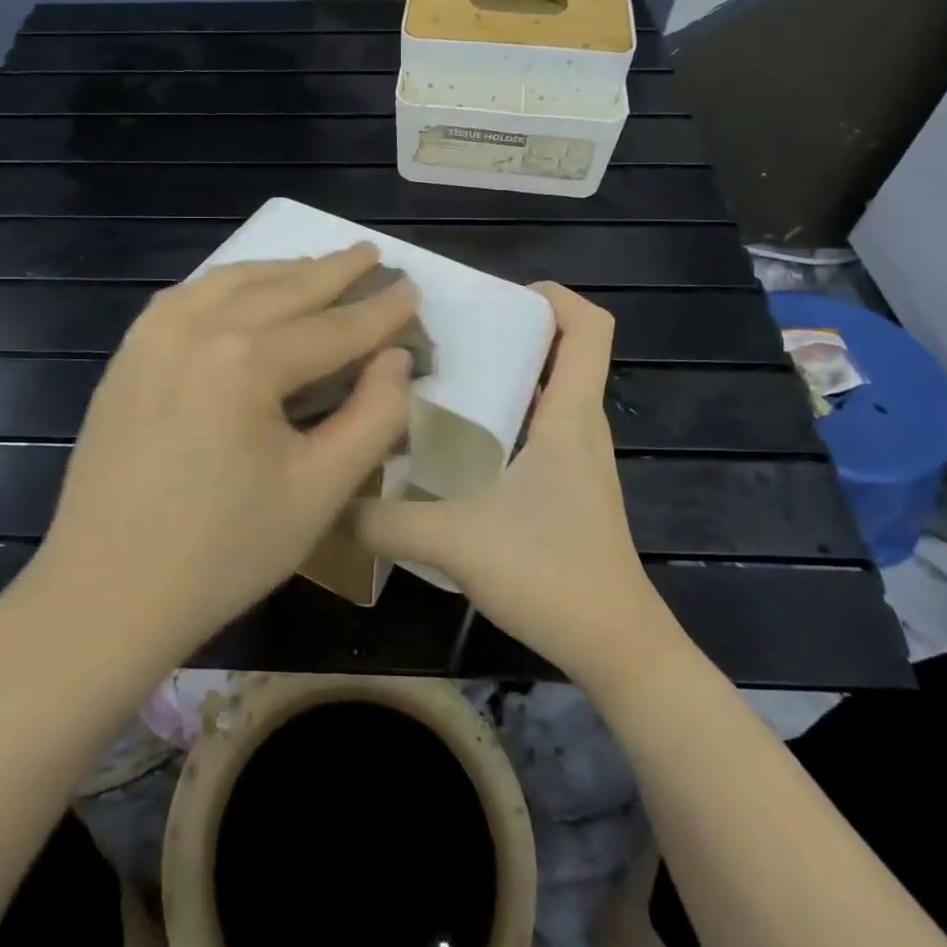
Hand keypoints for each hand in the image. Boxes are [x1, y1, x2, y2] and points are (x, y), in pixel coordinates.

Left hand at [32, 244, 417, 663]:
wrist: (105, 592)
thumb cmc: (223, 552)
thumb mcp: (319, 491)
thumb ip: (373, 417)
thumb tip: (397, 359)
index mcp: (246, 360)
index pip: (333, 326)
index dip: (380, 311)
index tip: (414, 289)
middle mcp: (197, 327)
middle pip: (283, 288)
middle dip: (334, 271)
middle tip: (371, 254)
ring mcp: (154, 335)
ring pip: (232, 282)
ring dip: (282, 271)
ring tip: (318, 266)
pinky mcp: (129, 354)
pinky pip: (188, 297)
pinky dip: (228, 284)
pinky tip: (243, 290)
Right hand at [357, 283, 683, 686]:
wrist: (616, 650)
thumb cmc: (552, 576)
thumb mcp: (456, 542)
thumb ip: (385, 520)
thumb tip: (330, 499)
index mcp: (569, 415)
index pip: (590, 326)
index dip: (554, 296)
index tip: (495, 298)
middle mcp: (579, 425)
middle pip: (561, 349)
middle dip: (507, 328)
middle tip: (441, 333)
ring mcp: (576, 457)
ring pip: (545, 388)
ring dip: (501, 372)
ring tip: (434, 375)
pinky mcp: (566, 485)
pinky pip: (537, 424)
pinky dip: (502, 412)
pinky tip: (451, 439)